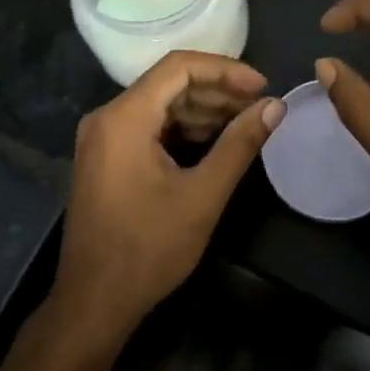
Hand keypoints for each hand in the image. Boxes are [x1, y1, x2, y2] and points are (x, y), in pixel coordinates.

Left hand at [53, 51, 282, 348]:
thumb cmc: (148, 249)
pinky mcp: (105, 158)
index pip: (179, 67)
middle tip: (259, 108)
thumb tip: (275, 107)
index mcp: (124, 118)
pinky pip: (147, 126)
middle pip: (168, 83)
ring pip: (159, 104)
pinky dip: (182, 128)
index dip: (226, 70)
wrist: (94, 303)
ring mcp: (101, 138)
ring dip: (202, 110)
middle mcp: (106, 118)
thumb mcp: (203, 195)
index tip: (262, 87)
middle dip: (217, 91)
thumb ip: (240, 144)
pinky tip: (213, 142)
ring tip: (244, 124)